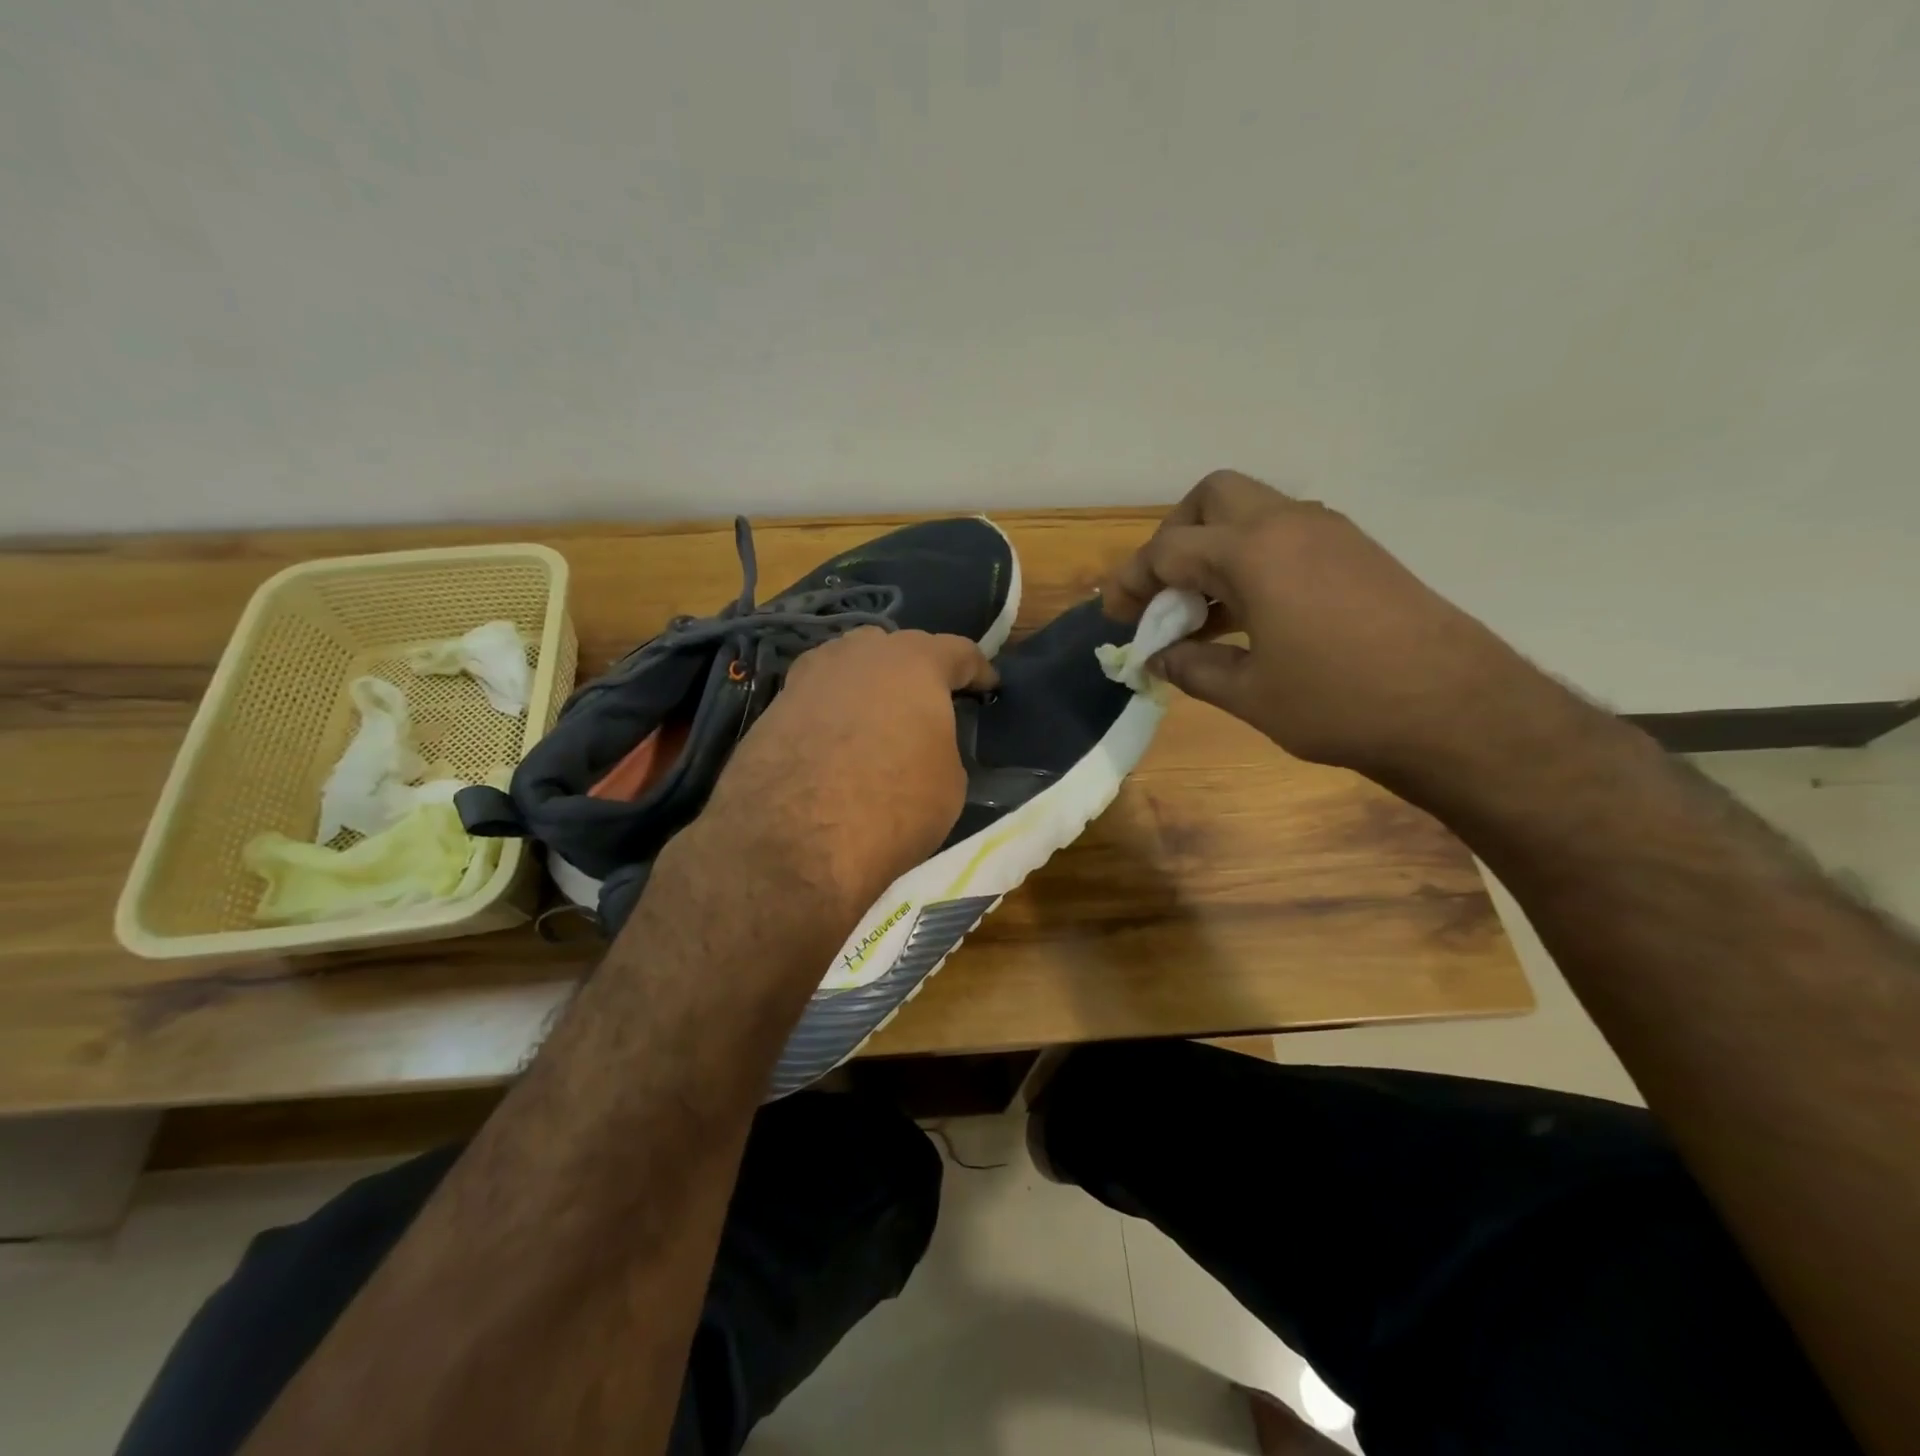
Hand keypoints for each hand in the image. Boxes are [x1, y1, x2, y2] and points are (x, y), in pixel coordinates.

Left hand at [689, 627, 995, 921]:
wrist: (792, 841)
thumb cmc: (892, 806)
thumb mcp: (949, 782)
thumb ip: (941, 744)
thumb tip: (924, 743)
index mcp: (914, 663)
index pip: (958, 651)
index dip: (978, 670)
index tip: (988, 687)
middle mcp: (859, 654)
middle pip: (896, 648)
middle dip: (916, 670)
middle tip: (928, 701)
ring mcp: (809, 677)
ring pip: (849, 667)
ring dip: (869, 685)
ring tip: (879, 717)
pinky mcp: (773, 707)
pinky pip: (817, 698)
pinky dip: (833, 712)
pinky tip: (836, 742)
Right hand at [1103, 470, 1549, 780]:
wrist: (1457, 710)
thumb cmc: (1338, 702)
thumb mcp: (1249, 693)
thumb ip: (1192, 666)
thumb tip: (1159, 656)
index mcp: (1253, 551)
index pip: (1169, 550)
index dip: (1132, 582)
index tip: (1115, 615)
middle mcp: (1288, 524)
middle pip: (1211, 499)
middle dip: (1174, 538)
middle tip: (1164, 592)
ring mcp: (1329, 533)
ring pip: (1250, 513)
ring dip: (1214, 550)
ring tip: (1200, 613)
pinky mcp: (1355, 552)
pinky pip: (1284, 536)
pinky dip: (1251, 561)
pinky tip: (1248, 616)